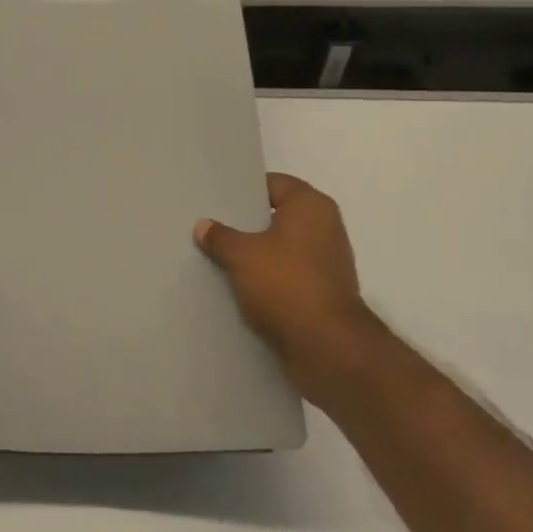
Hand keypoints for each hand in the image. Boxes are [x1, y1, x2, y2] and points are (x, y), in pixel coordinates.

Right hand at [195, 173, 374, 400]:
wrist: (328, 348)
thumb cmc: (286, 284)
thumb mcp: (242, 256)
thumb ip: (220, 237)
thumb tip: (203, 226)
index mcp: (311, 205)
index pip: (273, 184)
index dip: (244, 190)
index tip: (217, 200)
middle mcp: (326, 227)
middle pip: (278, 216)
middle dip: (247, 224)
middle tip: (213, 227)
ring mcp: (329, 262)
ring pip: (283, 248)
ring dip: (257, 254)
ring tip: (221, 258)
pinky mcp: (325, 293)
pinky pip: (290, 275)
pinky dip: (270, 279)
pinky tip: (241, 286)